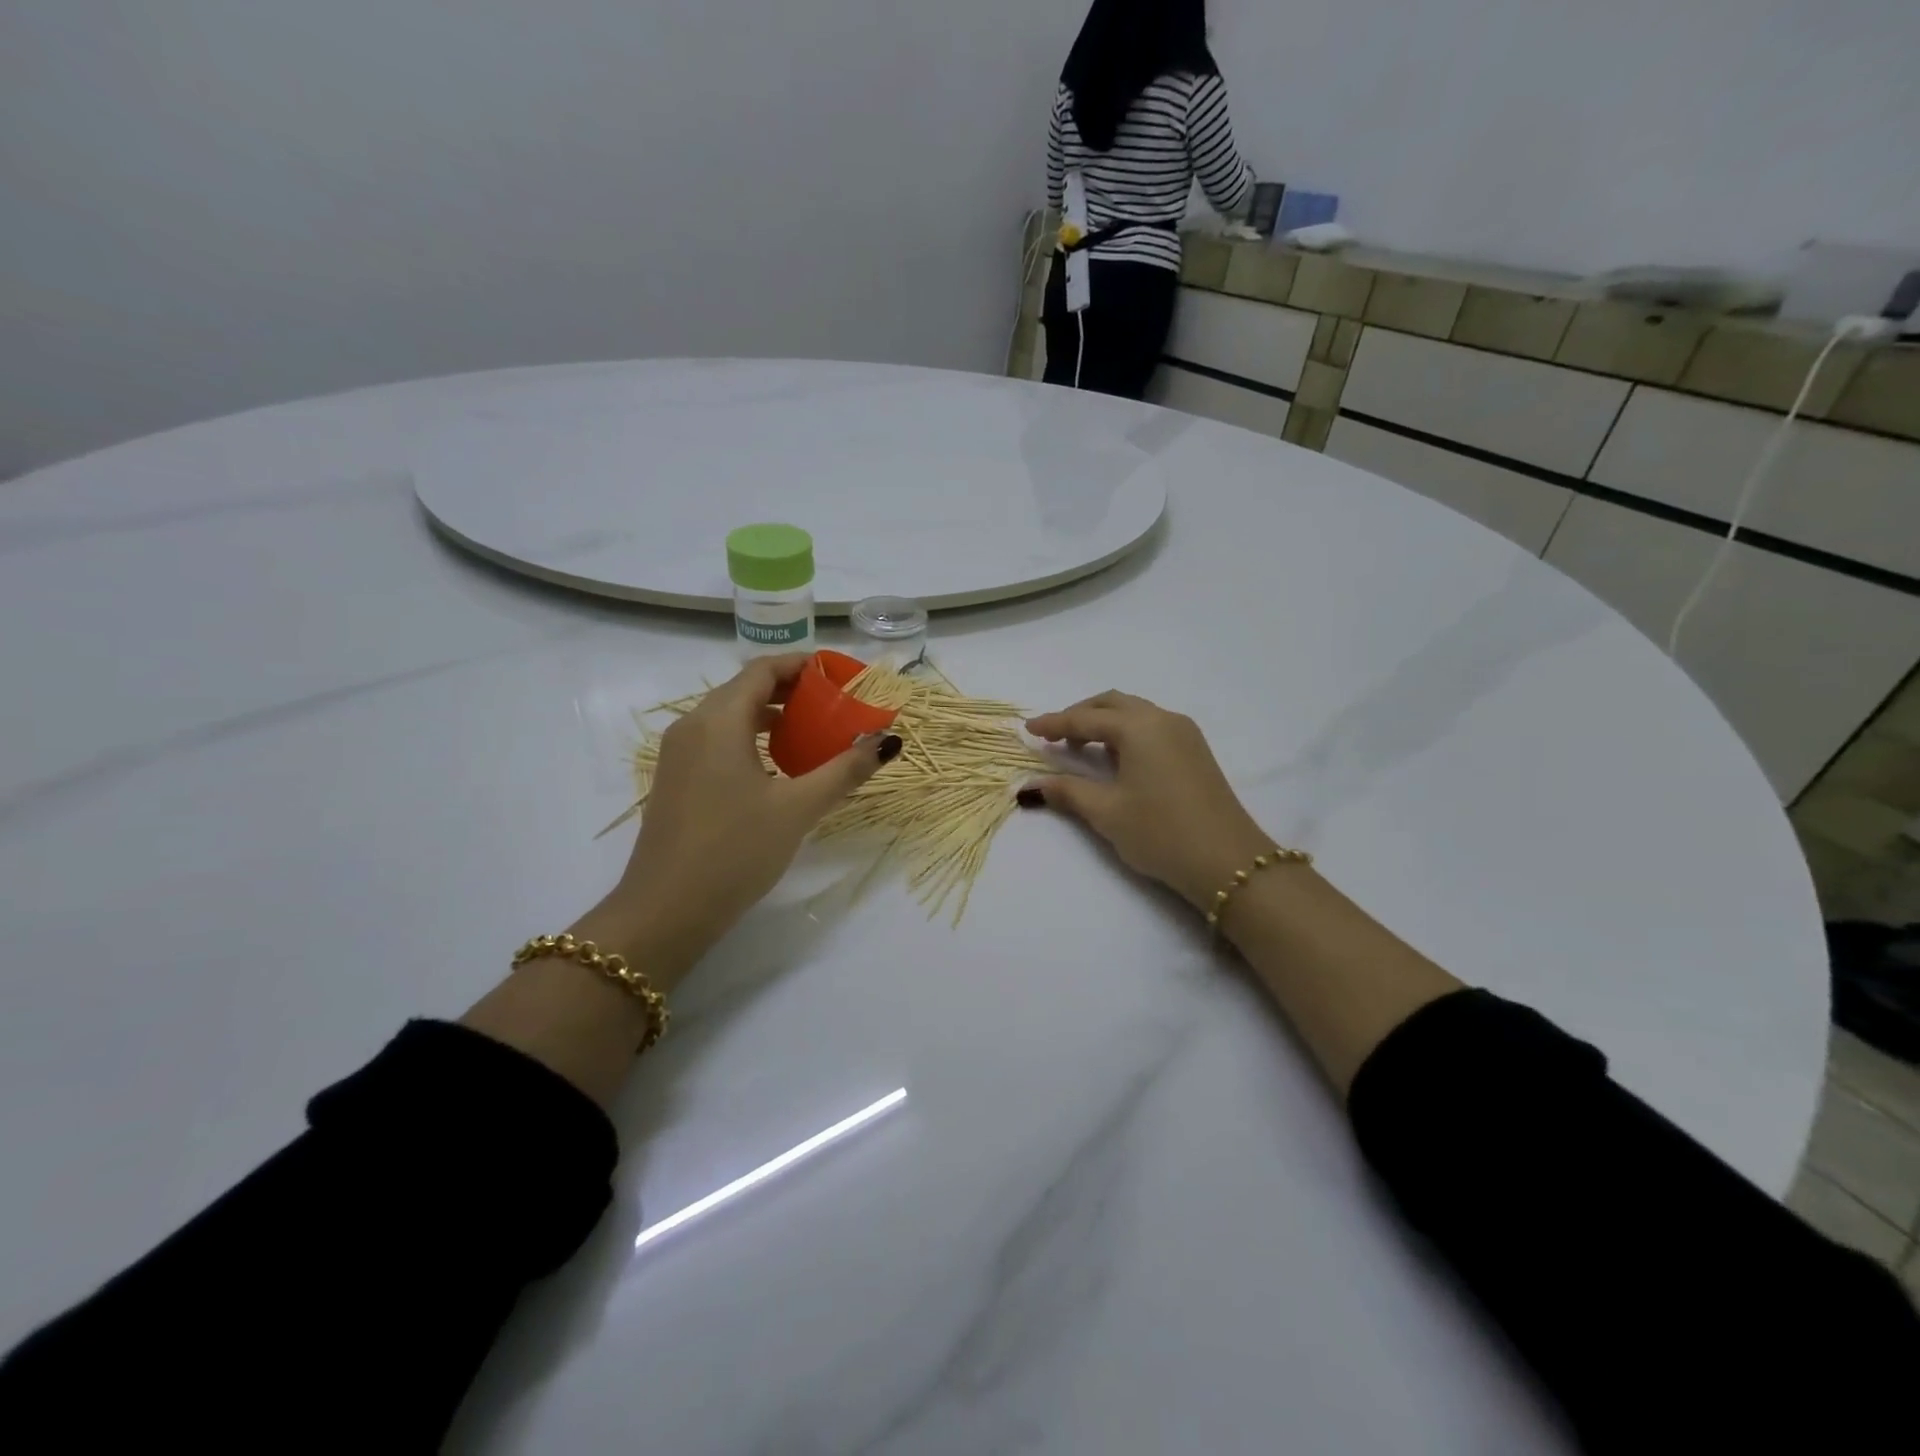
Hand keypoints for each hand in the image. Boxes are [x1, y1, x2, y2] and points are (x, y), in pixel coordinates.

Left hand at [581, 654, 901, 986]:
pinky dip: (751, 738)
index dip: (803, 665)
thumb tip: (887, 741)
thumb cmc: (735, 851)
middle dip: (792, 690)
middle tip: (835, 704)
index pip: (764, 669)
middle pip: (746, 688)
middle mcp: (693, 726)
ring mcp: (679, 754)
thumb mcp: (798, 809)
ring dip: (771, 716)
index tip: (841, 675)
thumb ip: (844, 770)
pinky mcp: (676, 780)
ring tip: (812, 732)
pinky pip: (717, 740)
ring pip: (730, 716)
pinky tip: (778, 766)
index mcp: (718, 720)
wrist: (666, 911)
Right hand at [1026, 691, 1270, 911]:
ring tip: (1081, 748)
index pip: (1086, 719)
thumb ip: (1067, 791)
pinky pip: (1152, 726)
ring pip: (1135, 713)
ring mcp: (1185, 733)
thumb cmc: (1161, 833)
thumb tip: (1031, 786)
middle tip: (1054, 736)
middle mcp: (1163, 719)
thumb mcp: (1107, 812)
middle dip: (1080, 715)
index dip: (1054, 724)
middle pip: (1112, 704)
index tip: (1028, 729)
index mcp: (1139, 727)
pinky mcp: (1196, 750)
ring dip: (1104, 723)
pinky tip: (1115, 758)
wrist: (1228, 861)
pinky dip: (1126, 732)